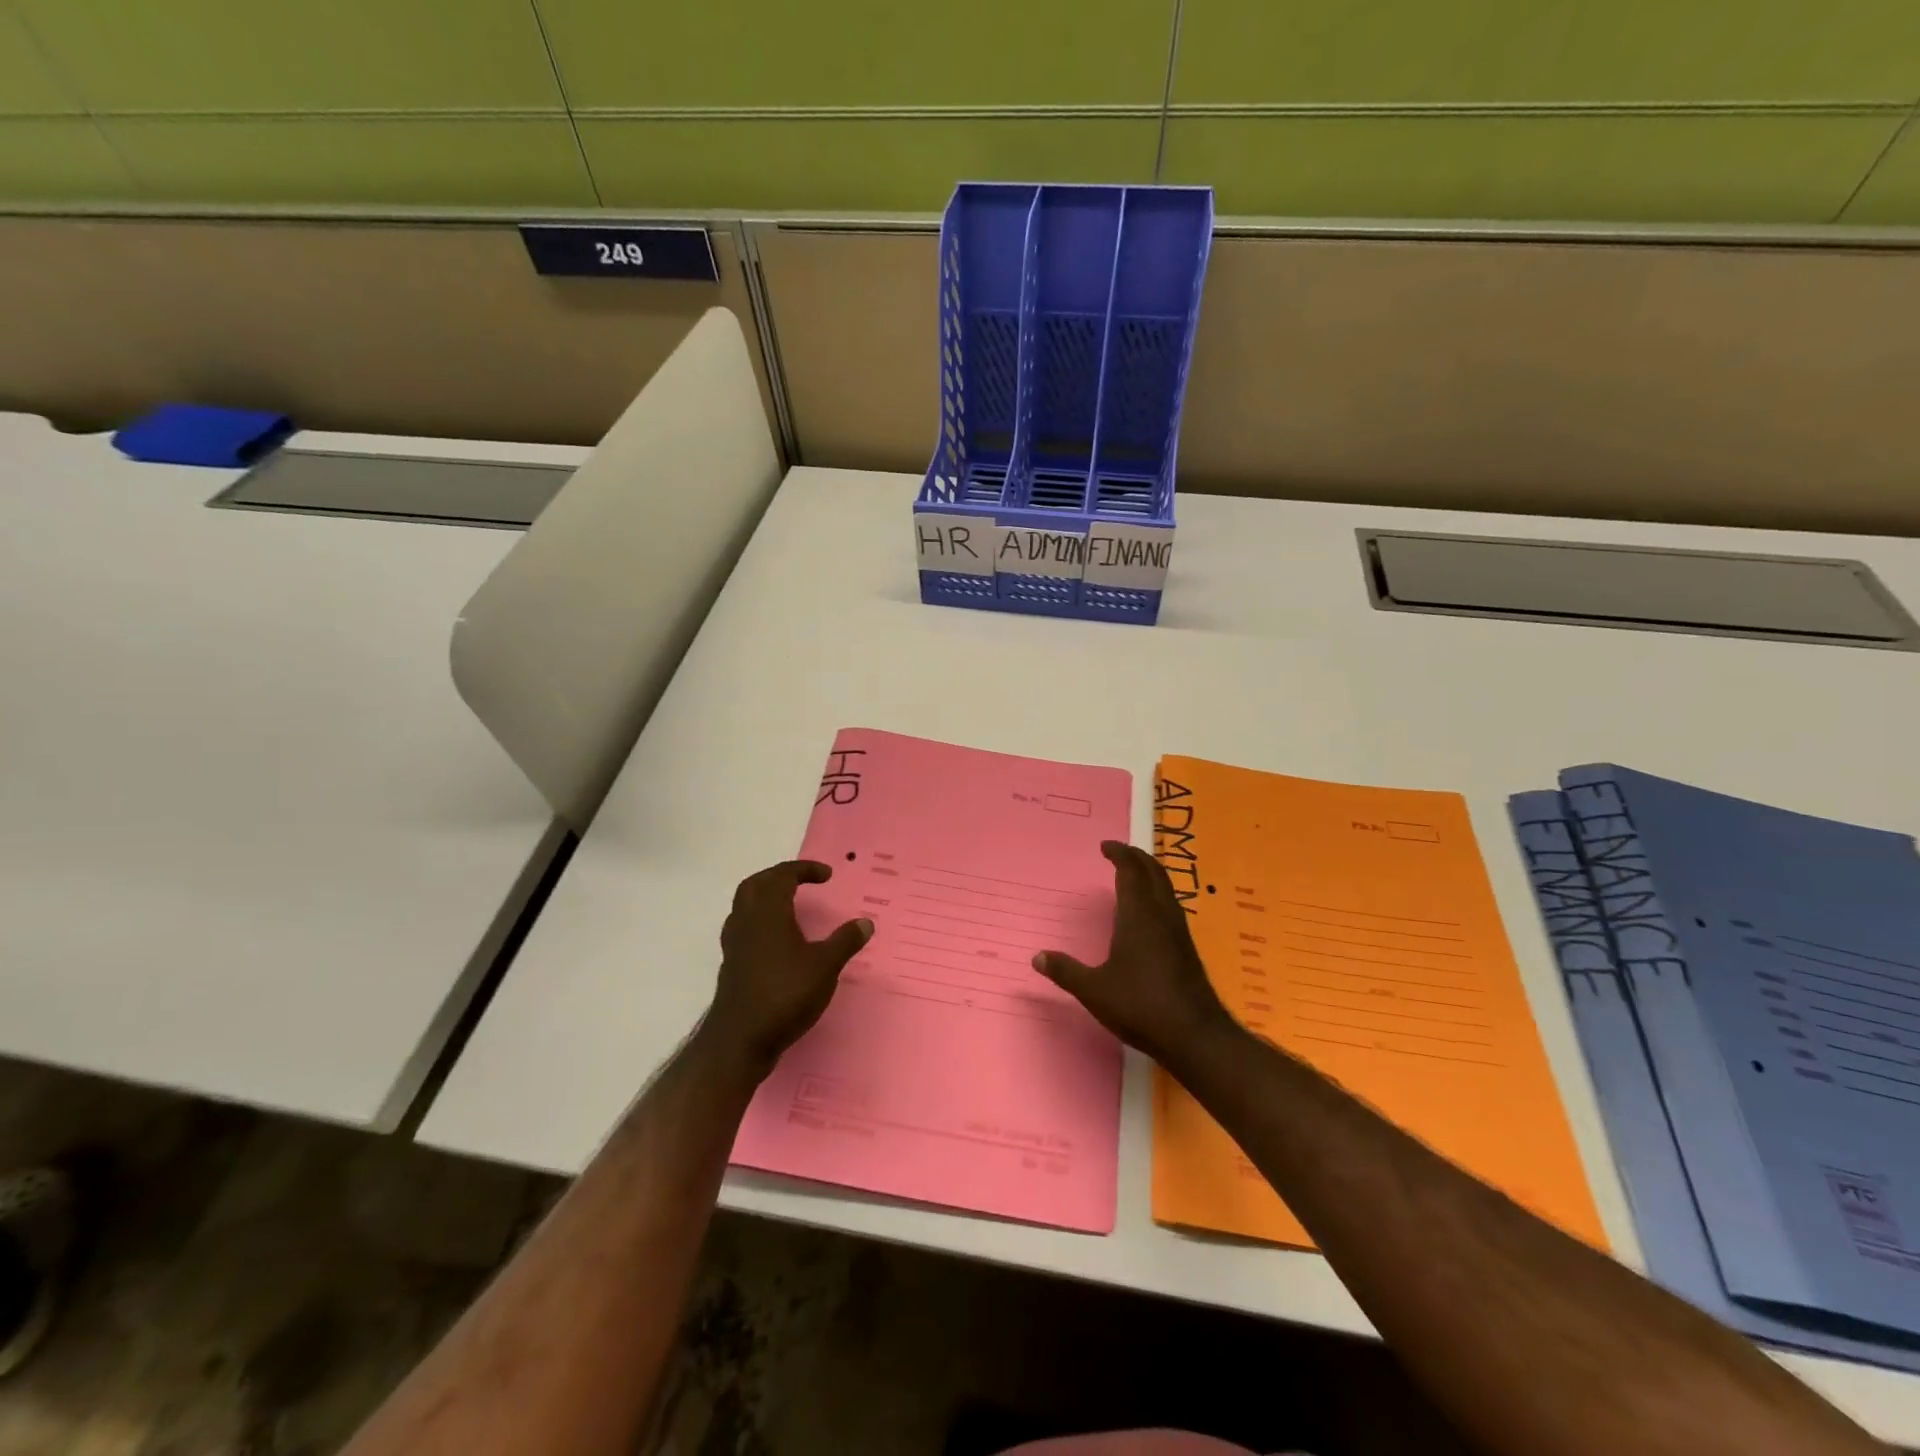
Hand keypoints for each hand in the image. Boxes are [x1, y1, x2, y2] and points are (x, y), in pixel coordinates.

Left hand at [701, 861, 872, 1075]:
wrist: (740, 1040)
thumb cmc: (784, 995)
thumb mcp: (825, 967)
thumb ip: (845, 942)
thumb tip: (866, 922)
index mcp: (768, 913)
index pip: (782, 876)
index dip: (804, 870)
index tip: (827, 875)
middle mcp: (746, 921)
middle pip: (756, 884)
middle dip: (779, 876)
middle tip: (802, 881)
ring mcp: (735, 944)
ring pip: (745, 905)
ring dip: (766, 896)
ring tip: (789, 905)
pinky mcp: (732, 964)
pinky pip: (743, 927)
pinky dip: (760, 920)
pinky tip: (776, 938)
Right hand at [1033, 841, 1238, 1071]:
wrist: (1195, 1036)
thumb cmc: (1141, 1006)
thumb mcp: (1094, 991)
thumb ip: (1066, 971)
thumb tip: (1037, 957)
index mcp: (1139, 915)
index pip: (1131, 871)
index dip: (1119, 854)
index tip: (1106, 846)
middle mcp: (1162, 915)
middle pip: (1154, 872)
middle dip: (1137, 858)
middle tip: (1119, 853)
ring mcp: (1178, 932)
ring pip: (1166, 889)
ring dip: (1150, 875)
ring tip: (1132, 877)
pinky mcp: (1186, 949)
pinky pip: (1170, 906)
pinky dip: (1156, 895)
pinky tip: (1146, 916)